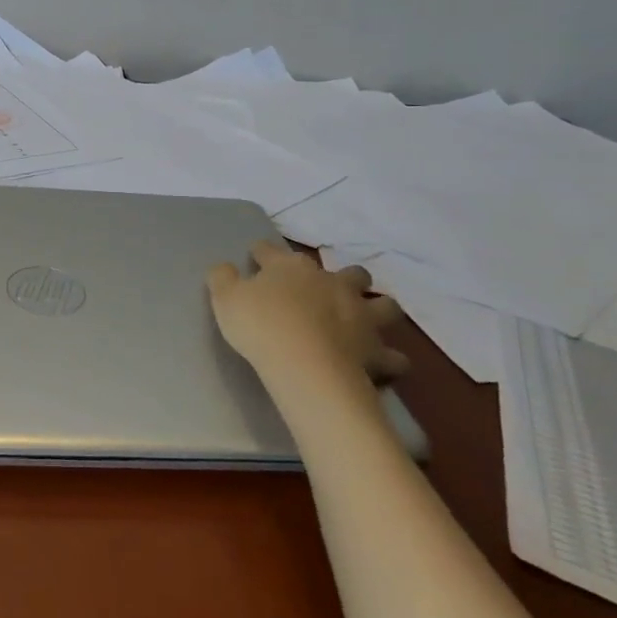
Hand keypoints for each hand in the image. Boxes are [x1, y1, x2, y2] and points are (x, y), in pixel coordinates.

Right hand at [207, 241, 407, 387]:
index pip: (273, 251)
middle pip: (348, 272)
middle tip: (330, 290)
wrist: (305, 366)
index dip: (263, 252)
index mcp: (291, 268)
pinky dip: (390, 359)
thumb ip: (222, 278)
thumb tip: (223, 267)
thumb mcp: (225, 299)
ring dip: (378, 309)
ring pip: (383, 304)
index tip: (256, 255)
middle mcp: (332, 283)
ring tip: (368, 319)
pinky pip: (394, 356)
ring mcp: (360, 315)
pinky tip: (382, 363)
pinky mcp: (377, 351)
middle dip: (343, 277)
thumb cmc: (262, 327)